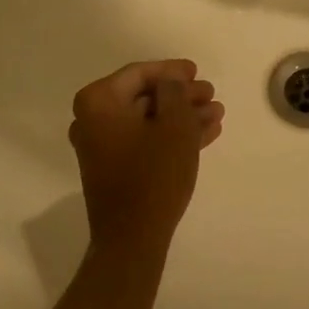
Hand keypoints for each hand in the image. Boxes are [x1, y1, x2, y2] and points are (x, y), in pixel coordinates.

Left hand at [70, 60, 224, 257]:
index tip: (197, 71)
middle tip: (211, 94)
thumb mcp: (174, 125)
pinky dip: (171, 136)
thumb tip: (170, 82)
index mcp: (98, 101)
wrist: (133, 237)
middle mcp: (92, 120)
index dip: (172, 71)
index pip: (139, 74)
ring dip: (181, 116)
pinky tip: (204, 134)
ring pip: (148, 121)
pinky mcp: (113, 169)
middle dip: (181, 96)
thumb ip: (175, 92)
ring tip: (216, 113)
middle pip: (144, 97)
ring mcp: (101, 146)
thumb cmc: (153, 174)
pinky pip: (144, 141)